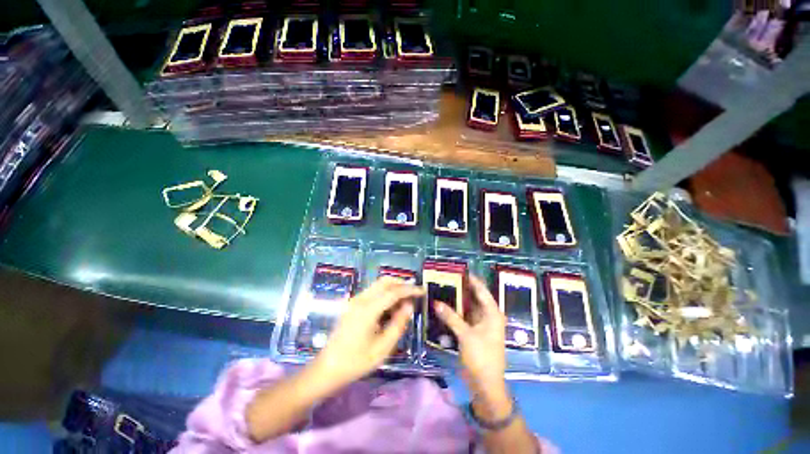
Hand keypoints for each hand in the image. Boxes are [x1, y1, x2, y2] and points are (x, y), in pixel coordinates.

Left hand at [311, 276, 423, 388]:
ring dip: (393, 287)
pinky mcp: (353, 304)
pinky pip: (373, 291)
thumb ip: (398, 324)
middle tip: (414, 292)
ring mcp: (355, 300)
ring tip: (405, 300)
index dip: (410, 289)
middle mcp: (361, 299)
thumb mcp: (382, 348)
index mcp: (368, 309)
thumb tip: (409, 306)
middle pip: (385, 281)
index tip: (423, 290)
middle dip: (401, 283)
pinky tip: (391, 306)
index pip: (394, 292)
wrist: (327, 369)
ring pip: (378, 284)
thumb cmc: (356, 362)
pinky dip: (385, 293)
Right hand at [434, 275, 510, 418]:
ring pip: (467, 307)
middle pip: (473, 297)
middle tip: (445, 279)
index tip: (458, 270)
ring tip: (442, 289)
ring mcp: (480, 324)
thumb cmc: (481, 357)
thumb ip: (451, 317)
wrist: (486, 385)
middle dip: (460, 289)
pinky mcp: (473, 332)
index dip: (471, 280)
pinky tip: (443, 306)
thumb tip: (436, 302)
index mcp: (492, 313)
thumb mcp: (466, 335)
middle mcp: (487, 316)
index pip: (481, 291)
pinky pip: (463, 317)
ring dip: (456, 301)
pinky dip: (455, 312)